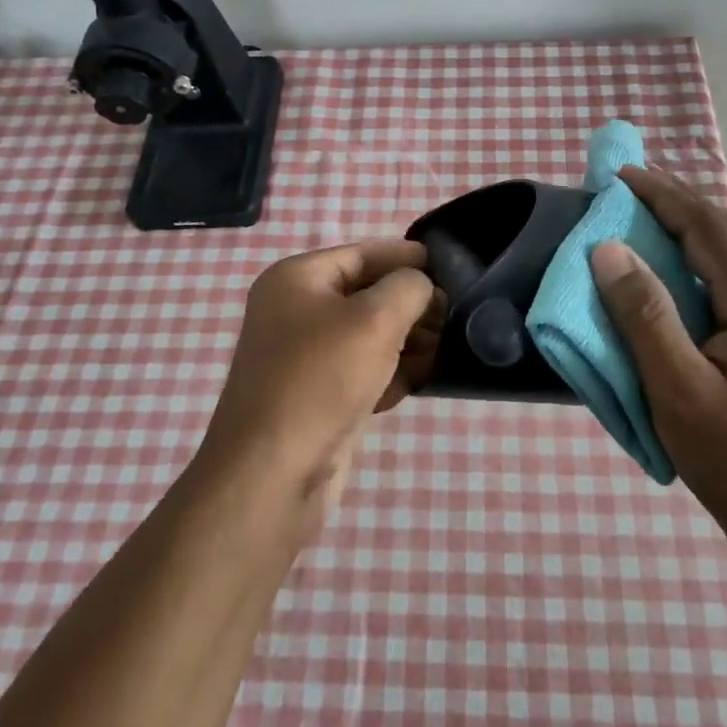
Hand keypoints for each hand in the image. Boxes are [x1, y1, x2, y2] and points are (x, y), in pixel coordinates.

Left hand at [199, 240, 443, 518]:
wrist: (274, 473)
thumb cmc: (322, 379)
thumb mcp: (376, 319)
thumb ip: (409, 287)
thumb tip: (422, 287)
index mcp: (297, 278)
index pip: (363, 253)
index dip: (407, 257)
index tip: (451, 269)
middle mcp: (295, 311)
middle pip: (368, 294)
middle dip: (411, 306)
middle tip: (452, 319)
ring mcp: (304, 356)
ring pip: (369, 335)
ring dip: (406, 342)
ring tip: (439, 353)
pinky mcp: (317, 395)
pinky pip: (361, 370)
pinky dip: (388, 374)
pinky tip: (410, 387)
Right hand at [589, 168, 726, 544]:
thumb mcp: (678, 388)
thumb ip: (644, 316)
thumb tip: (607, 250)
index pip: (708, 229)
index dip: (665, 196)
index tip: (621, 176)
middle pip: (721, 236)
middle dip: (674, 203)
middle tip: (626, 187)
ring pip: (721, 260)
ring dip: (680, 232)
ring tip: (637, 219)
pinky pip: (717, 287)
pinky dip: (684, 266)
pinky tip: (661, 275)